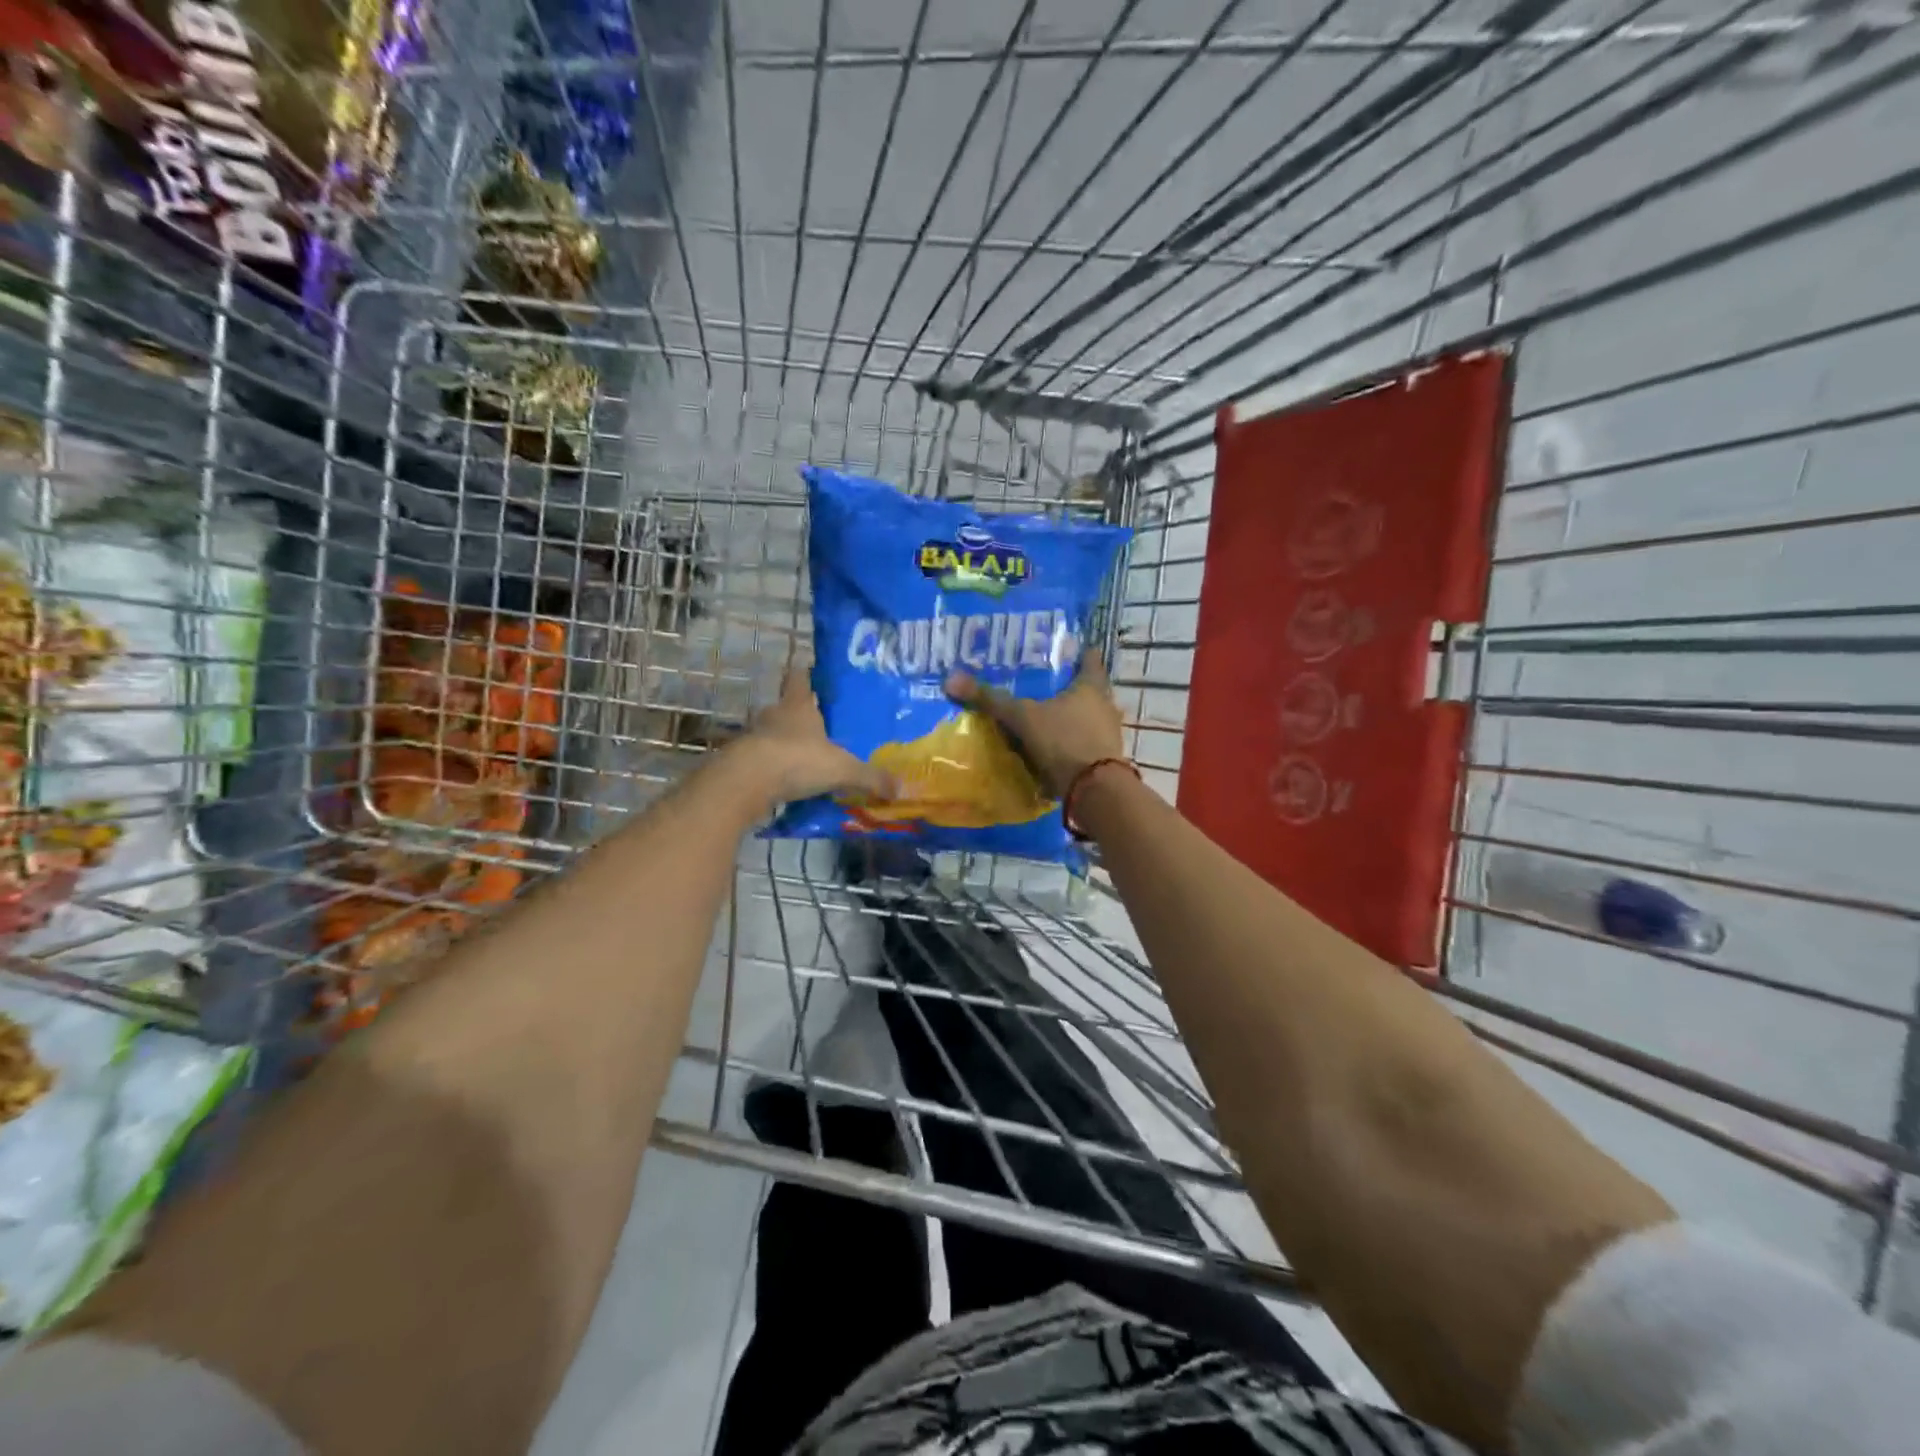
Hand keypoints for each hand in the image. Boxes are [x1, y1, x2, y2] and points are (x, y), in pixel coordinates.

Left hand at [733, 664, 896, 807]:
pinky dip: (774, 769)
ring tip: (807, 759)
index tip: (815, 674)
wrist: (746, 783)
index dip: (807, 674)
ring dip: (786, 744)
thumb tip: (901, 788)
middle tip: (821, 727)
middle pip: (786, 707)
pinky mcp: (742, 762)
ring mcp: (755, 738)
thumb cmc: (797, 760)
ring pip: (773, 735)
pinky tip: (789, 783)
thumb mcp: (843, 770)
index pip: (799, 677)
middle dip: (801, 716)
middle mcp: (774, 715)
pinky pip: (763, 762)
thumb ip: (870, 778)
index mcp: (798, 706)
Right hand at [944, 652, 1124, 800]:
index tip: (1067, 648)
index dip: (1079, 652)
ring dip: (1072, 716)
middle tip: (1045, 683)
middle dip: (1070, 686)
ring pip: (1088, 717)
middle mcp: (1106, 706)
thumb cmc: (1063, 741)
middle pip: (1090, 689)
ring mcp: (1109, 734)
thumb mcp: (1023, 718)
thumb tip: (951, 679)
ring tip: (1045, 715)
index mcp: (1091, 687)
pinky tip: (1053, 745)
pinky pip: (1085, 742)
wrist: (1095, 791)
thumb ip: (991, 700)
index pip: (1090, 659)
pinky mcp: (1105, 760)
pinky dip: (1071, 741)